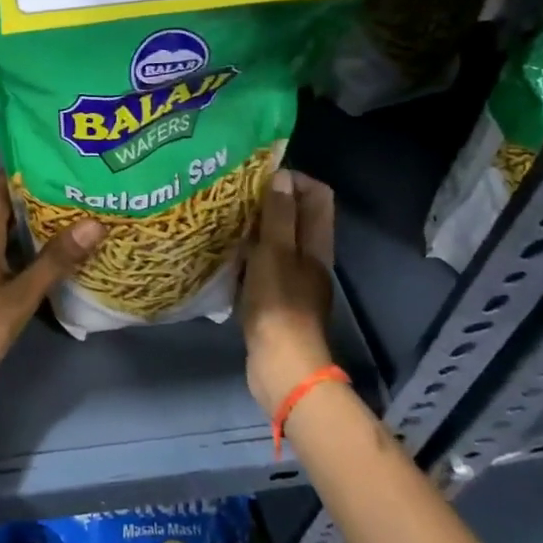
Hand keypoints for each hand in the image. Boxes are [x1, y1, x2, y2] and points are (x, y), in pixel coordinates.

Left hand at [0, 176, 101, 404]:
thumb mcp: (21, 295)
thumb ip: (55, 261)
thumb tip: (93, 223)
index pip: (0, 189)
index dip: (25, 171)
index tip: (58, 160)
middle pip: (8, 209)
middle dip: (41, 198)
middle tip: (81, 188)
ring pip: (11, 234)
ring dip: (39, 226)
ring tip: (79, 216)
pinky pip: (10, 255)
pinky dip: (32, 251)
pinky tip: (59, 256)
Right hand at [241, 169, 337, 415]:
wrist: (281, 366)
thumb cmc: (278, 304)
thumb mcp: (275, 253)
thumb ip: (279, 215)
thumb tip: (282, 176)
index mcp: (316, 244)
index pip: (317, 195)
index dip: (293, 179)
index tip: (259, 176)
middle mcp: (310, 259)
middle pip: (298, 217)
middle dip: (270, 201)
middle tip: (235, 195)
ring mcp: (295, 281)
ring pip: (279, 242)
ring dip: (256, 229)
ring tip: (225, 221)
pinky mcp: (277, 301)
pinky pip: (264, 266)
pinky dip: (248, 256)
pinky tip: (225, 256)